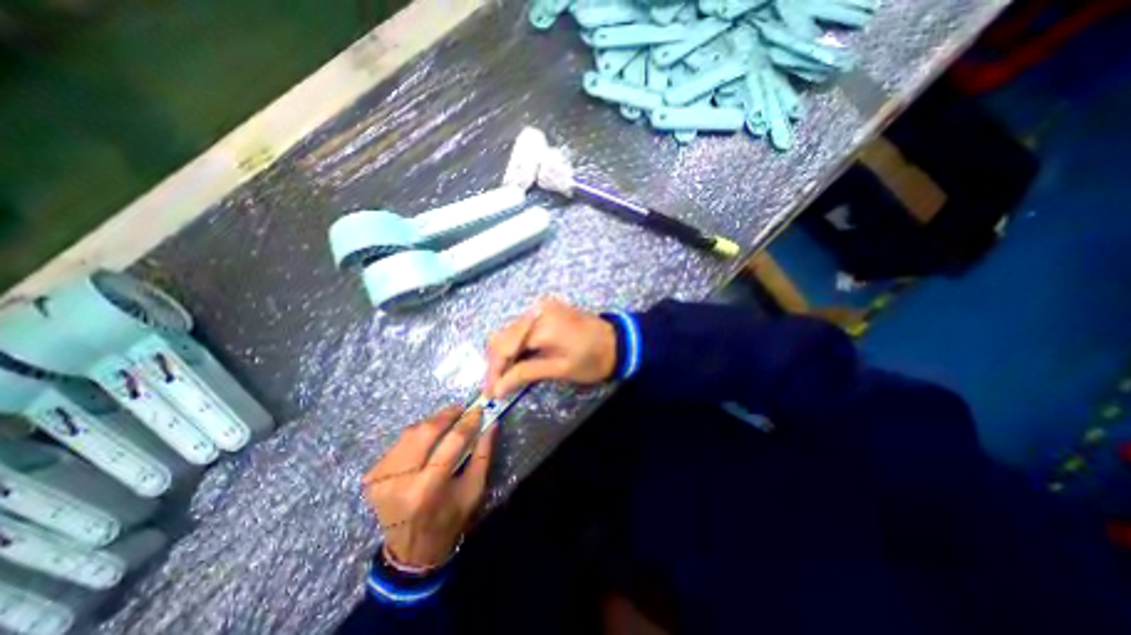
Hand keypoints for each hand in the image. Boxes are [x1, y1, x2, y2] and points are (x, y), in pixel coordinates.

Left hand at [363, 407, 496, 569]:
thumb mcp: (475, 489)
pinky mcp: (372, 476)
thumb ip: (483, 454)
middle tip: (460, 409)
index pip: (451, 442)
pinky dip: (416, 436)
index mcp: (428, 489)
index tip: (478, 410)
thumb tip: (491, 423)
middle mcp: (400, 481)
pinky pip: (399, 443)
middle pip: (425, 432)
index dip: (467, 422)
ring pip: (410, 434)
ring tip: (446, 420)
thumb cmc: (450, 519)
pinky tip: (428, 438)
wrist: (412, 550)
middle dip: (445, 416)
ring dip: (431, 423)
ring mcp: (381, 478)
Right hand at [480, 296, 614, 395]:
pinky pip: (521, 327)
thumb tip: (497, 388)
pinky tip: (517, 361)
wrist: (618, 341)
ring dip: (504, 354)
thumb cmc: (593, 359)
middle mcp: (536, 311)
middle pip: (502, 336)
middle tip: (496, 387)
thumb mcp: (560, 370)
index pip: (504, 347)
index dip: (494, 371)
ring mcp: (541, 307)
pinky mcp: (546, 310)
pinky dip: (516, 345)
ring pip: (509, 331)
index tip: (490, 393)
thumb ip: (526, 374)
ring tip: (505, 377)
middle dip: (496, 363)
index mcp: (541, 325)